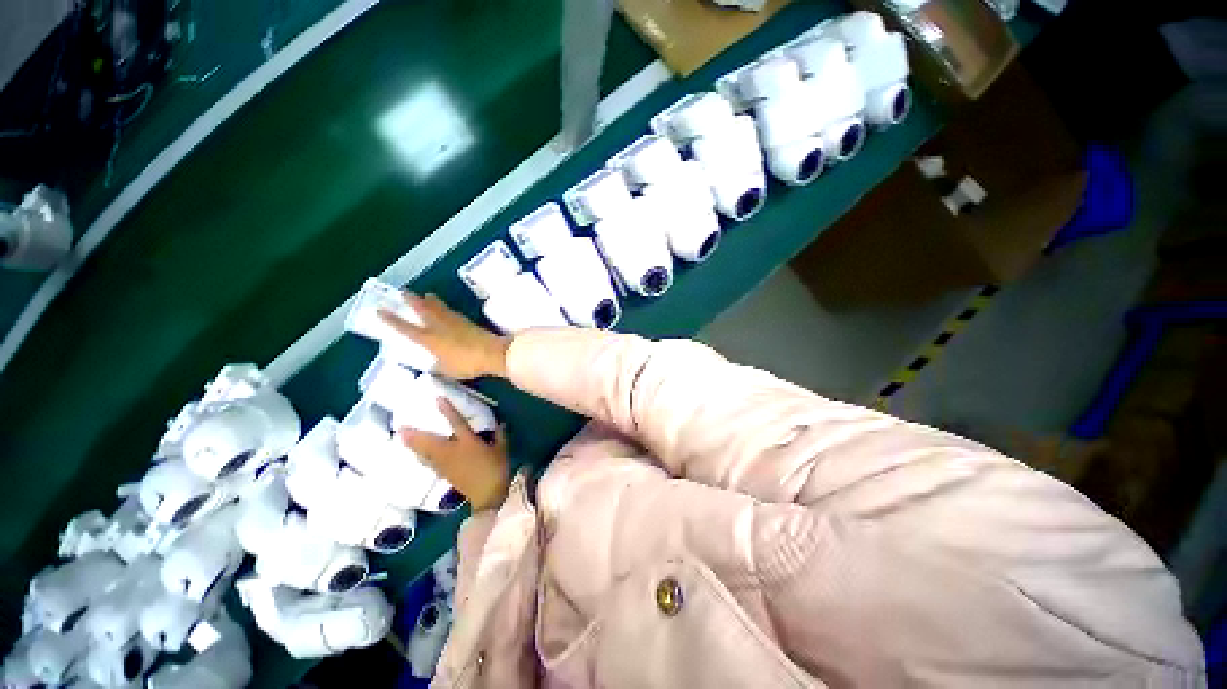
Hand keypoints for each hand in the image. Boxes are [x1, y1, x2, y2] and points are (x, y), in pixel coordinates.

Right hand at [379, 293, 509, 380]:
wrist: (493, 353)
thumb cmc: (467, 364)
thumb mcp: (448, 371)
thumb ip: (438, 366)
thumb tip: (433, 364)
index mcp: (429, 339)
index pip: (405, 328)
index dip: (391, 320)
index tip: (379, 310)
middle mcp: (439, 326)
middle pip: (422, 309)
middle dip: (411, 300)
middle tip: (403, 292)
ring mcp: (454, 321)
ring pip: (438, 307)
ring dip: (430, 301)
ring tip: (426, 295)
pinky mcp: (467, 321)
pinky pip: (451, 311)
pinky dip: (444, 308)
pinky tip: (446, 308)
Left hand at [399, 398, 509, 511]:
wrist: (488, 496)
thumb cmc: (497, 469)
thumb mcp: (502, 449)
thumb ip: (500, 435)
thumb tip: (500, 423)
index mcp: (469, 443)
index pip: (456, 423)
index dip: (447, 411)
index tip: (437, 399)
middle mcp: (453, 452)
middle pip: (430, 442)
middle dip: (415, 435)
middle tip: (401, 427)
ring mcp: (446, 465)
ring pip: (426, 453)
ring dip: (413, 446)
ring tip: (401, 438)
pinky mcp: (444, 474)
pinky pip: (429, 463)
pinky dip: (421, 457)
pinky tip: (415, 455)